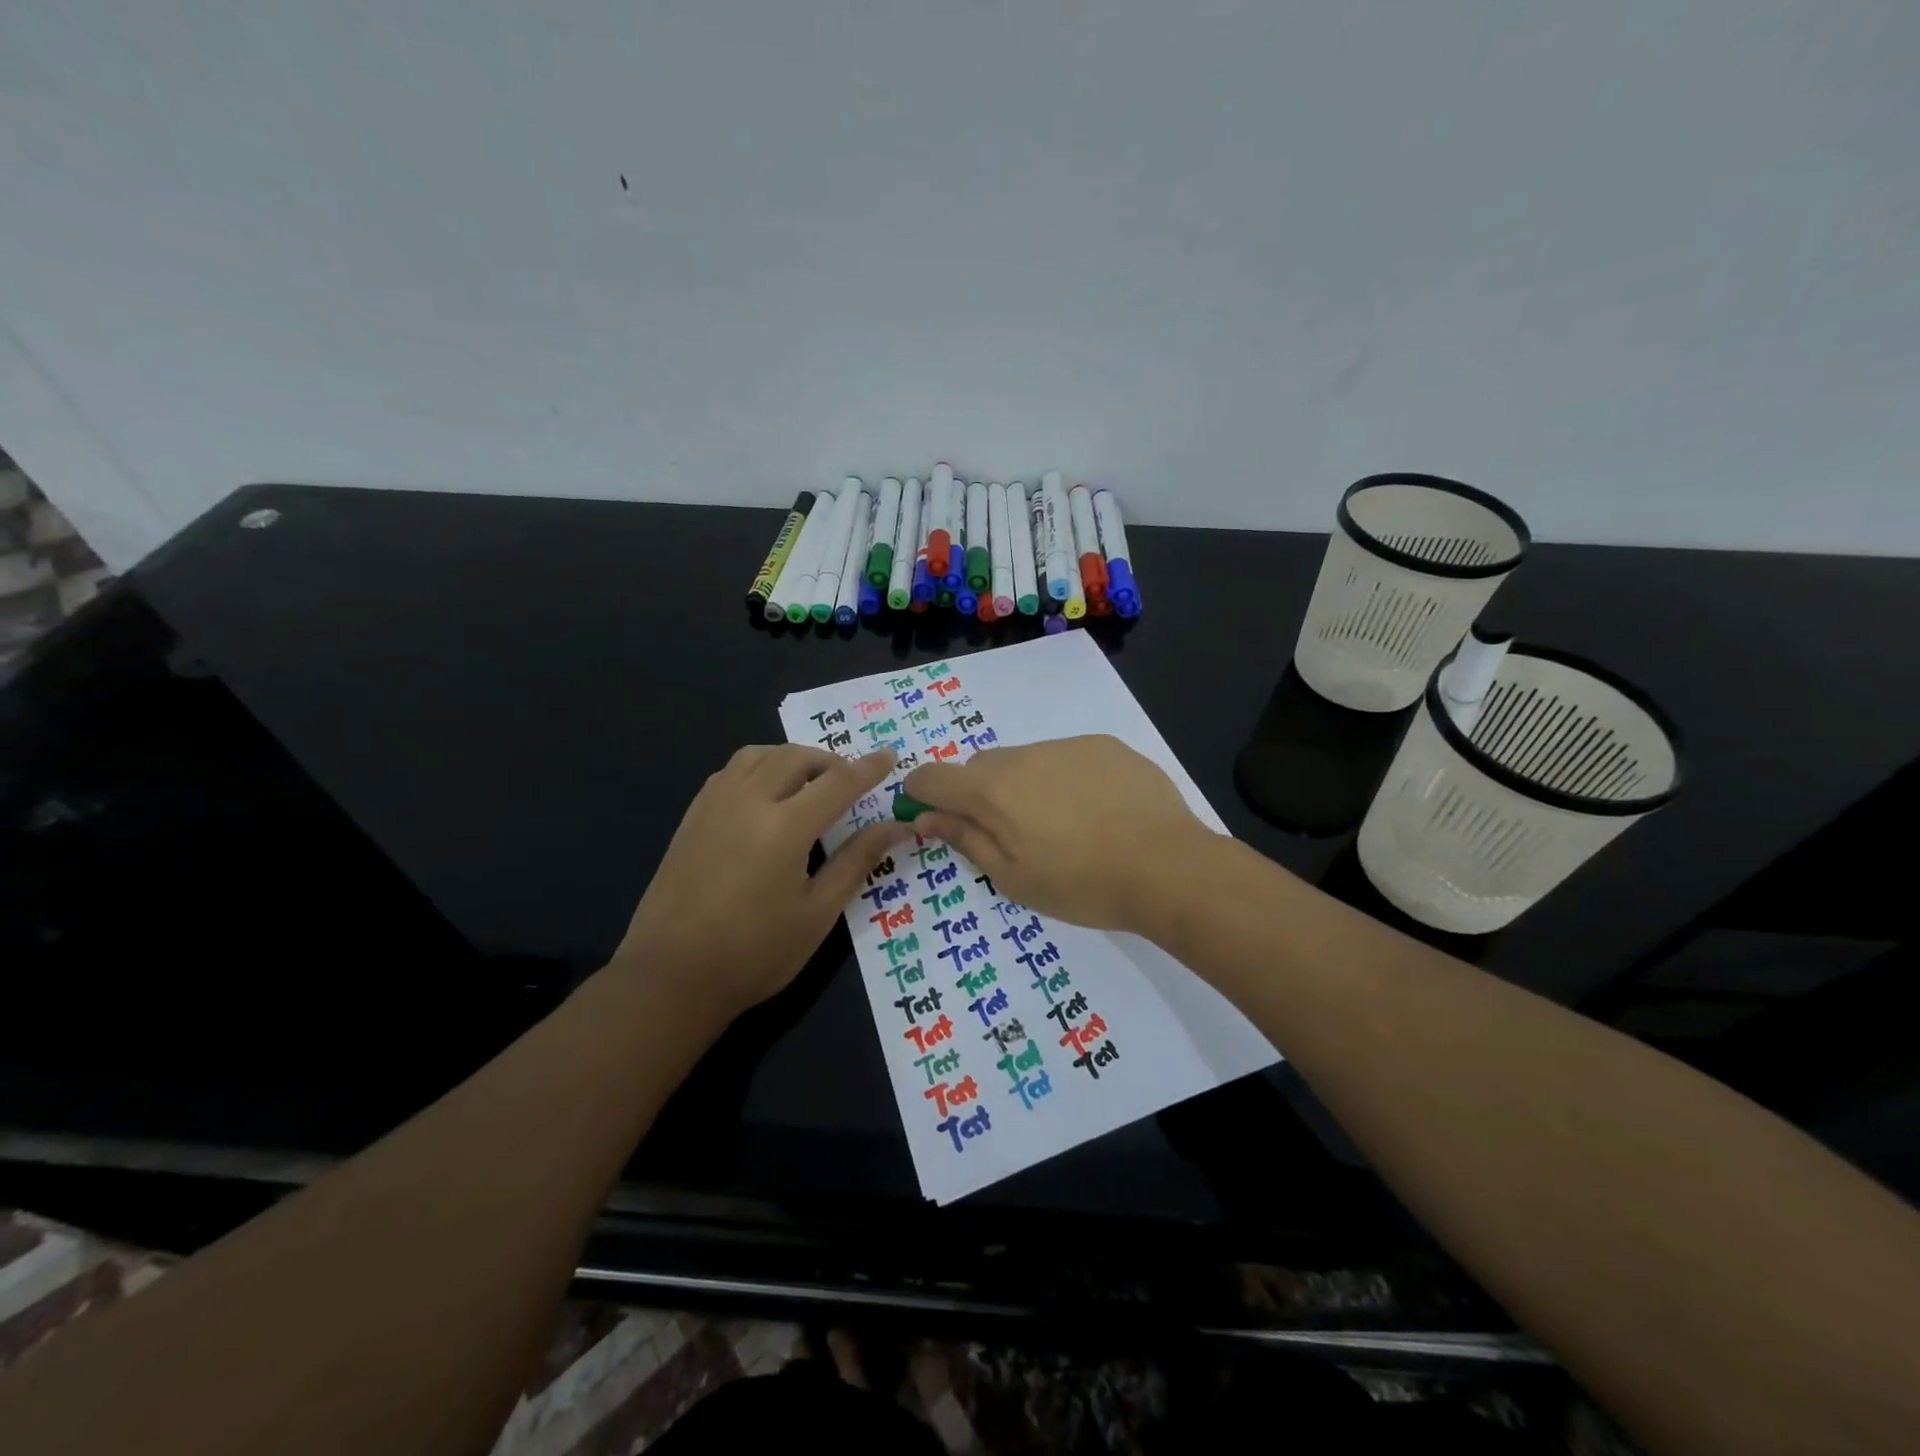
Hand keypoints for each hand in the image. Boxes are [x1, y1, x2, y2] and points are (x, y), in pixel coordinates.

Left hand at [615, 745, 913, 1019]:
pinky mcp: (692, 816)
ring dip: (792, 759)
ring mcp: (714, 804)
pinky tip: (766, 796)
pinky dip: (760, 768)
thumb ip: (857, 861)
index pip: (838, 781)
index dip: (868, 768)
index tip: (890, 756)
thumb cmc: (755, 952)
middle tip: (850, 785)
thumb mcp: (818, 913)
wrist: (671, 976)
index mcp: (784, 827)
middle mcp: (748, 801)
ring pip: (759, 755)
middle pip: (796, 757)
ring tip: (809, 785)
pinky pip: (731, 770)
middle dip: (830, 762)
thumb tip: (897, 827)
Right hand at [903, 735, 1217, 933]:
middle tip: (1010, 834)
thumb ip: (966, 840)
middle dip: (980, 794)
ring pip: (1025, 759)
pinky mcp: (1105, 746)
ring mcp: (1068, 745)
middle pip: (980, 766)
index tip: (932, 816)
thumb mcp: (1013, 877)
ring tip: (1063, 825)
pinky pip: (1066, 756)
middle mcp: (1024, 755)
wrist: (1168, 867)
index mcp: (993, 790)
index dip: (922, 794)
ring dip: (1025, 785)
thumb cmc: (1082, 884)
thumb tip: (926, 817)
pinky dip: (1065, 778)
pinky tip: (1096, 811)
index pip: (933, 776)